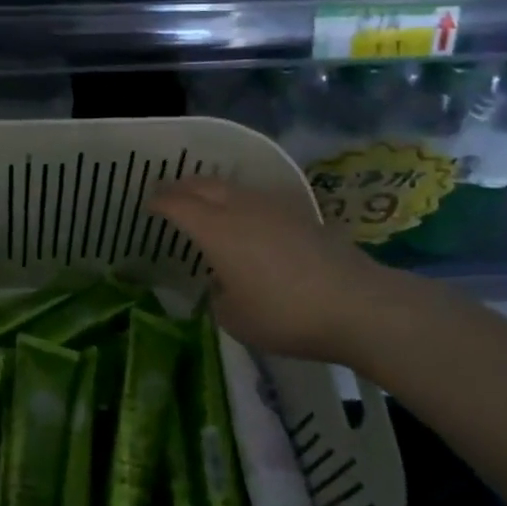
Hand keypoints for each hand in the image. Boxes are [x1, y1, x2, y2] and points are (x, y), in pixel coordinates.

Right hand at [151, 177, 405, 361]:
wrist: (357, 304)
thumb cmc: (286, 314)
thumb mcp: (237, 320)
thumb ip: (219, 297)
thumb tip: (222, 284)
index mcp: (216, 230)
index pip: (178, 205)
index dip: (160, 202)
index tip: (149, 204)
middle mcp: (241, 208)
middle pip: (203, 185)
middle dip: (182, 187)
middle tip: (169, 194)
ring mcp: (274, 207)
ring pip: (233, 187)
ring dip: (212, 190)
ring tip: (204, 201)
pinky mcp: (301, 214)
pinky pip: (257, 199)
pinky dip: (241, 202)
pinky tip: (247, 218)